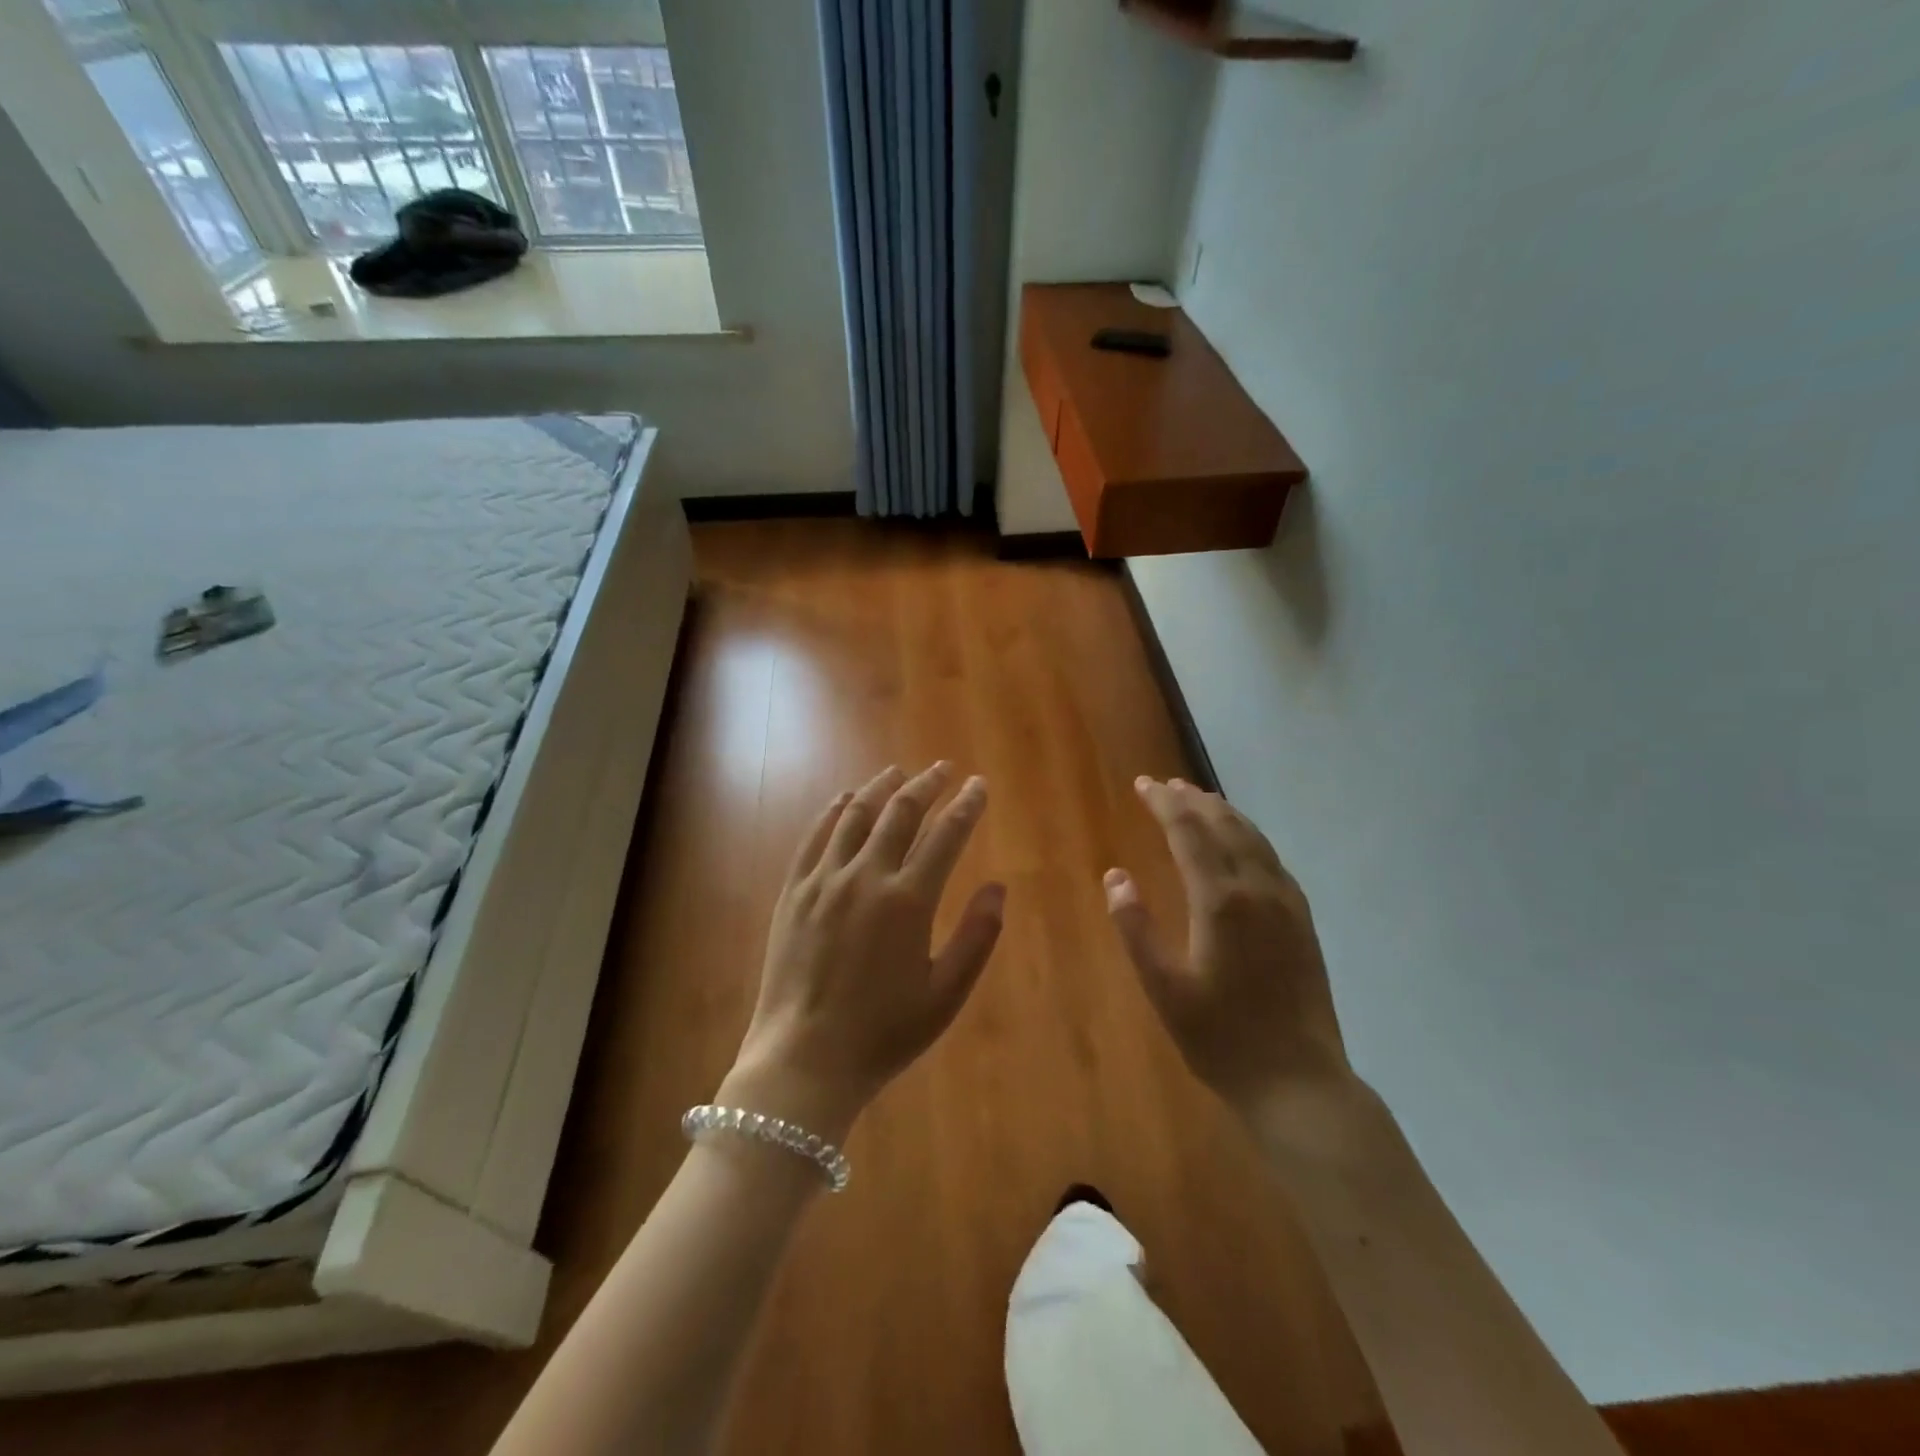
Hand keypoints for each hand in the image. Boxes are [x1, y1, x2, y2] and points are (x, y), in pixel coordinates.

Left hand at [725, 764, 1004, 1140]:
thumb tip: (997, 886)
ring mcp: (824, 880)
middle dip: (926, 785)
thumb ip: (976, 936)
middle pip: (900, 813)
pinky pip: (815, 836)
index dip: (966, 806)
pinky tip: (845, 799)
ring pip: (856, 815)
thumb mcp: (945, 994)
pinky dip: (834, 811)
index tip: (978, 785)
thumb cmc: (884, 1033)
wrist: (805, 1059)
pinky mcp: (794, 891)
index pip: (946, 835)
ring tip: (897, 772)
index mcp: (909, 901)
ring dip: (880, 787)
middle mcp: (866, 877)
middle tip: (942, 768)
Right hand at [1105, 777, 1355, 1130]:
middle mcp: (1258, 889)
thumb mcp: (1164, 988)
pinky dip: (1250, 837)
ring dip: (1223, 813)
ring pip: (1253, 838)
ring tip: (1200, 799)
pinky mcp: (1303, 921)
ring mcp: (1287, 903)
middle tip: (1166, 784)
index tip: (1143, 784)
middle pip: (1224, 826)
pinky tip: (1242, 844)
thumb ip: (1136, 928)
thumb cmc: (1221, 1037)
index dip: (1164, 804)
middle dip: (1192, 800)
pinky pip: (1273, 860)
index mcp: (1221, 900)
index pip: (1188, 832)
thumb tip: (1115, 876)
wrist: (1298, 1080)